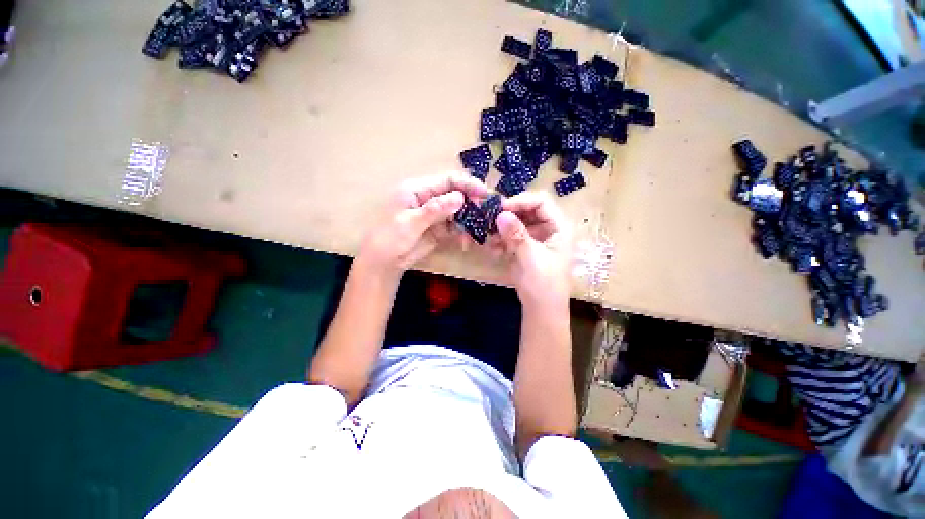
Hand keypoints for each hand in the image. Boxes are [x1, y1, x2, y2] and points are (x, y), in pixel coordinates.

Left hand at [359, 172, 487, 277]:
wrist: (384, 262)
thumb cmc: (390, 238)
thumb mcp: (410, 222)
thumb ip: (435, 209)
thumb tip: (460, 197)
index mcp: (418, 189)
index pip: (447, 181)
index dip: (467, 184)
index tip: (484, 193)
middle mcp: (429, 198)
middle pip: (456, 194)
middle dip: (472, 203)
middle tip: (487, 215)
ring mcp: (436, 214)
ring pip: (459, 211)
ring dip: (469, 220)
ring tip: (477, 232)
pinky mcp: (440, 229)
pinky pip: (456, 226)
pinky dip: (463, 232)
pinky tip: (466, 241)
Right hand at [489, 192, 572, 307]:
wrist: (541, 309)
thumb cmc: (544, 285)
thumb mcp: (531, 258)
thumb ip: (517, 235)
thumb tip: (501, 213)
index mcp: (559, 227)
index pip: (541, 202)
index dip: (521, 201)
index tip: (501, 208)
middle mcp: (548, 228)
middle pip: (526, 210)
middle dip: (507, 216)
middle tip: (489, 221)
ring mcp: (535, 238)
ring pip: (516, 223)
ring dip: (501, 229)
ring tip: (489, 239)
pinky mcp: (525, 247)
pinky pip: (511, 236)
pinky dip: (501, 241)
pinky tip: (493, 250)